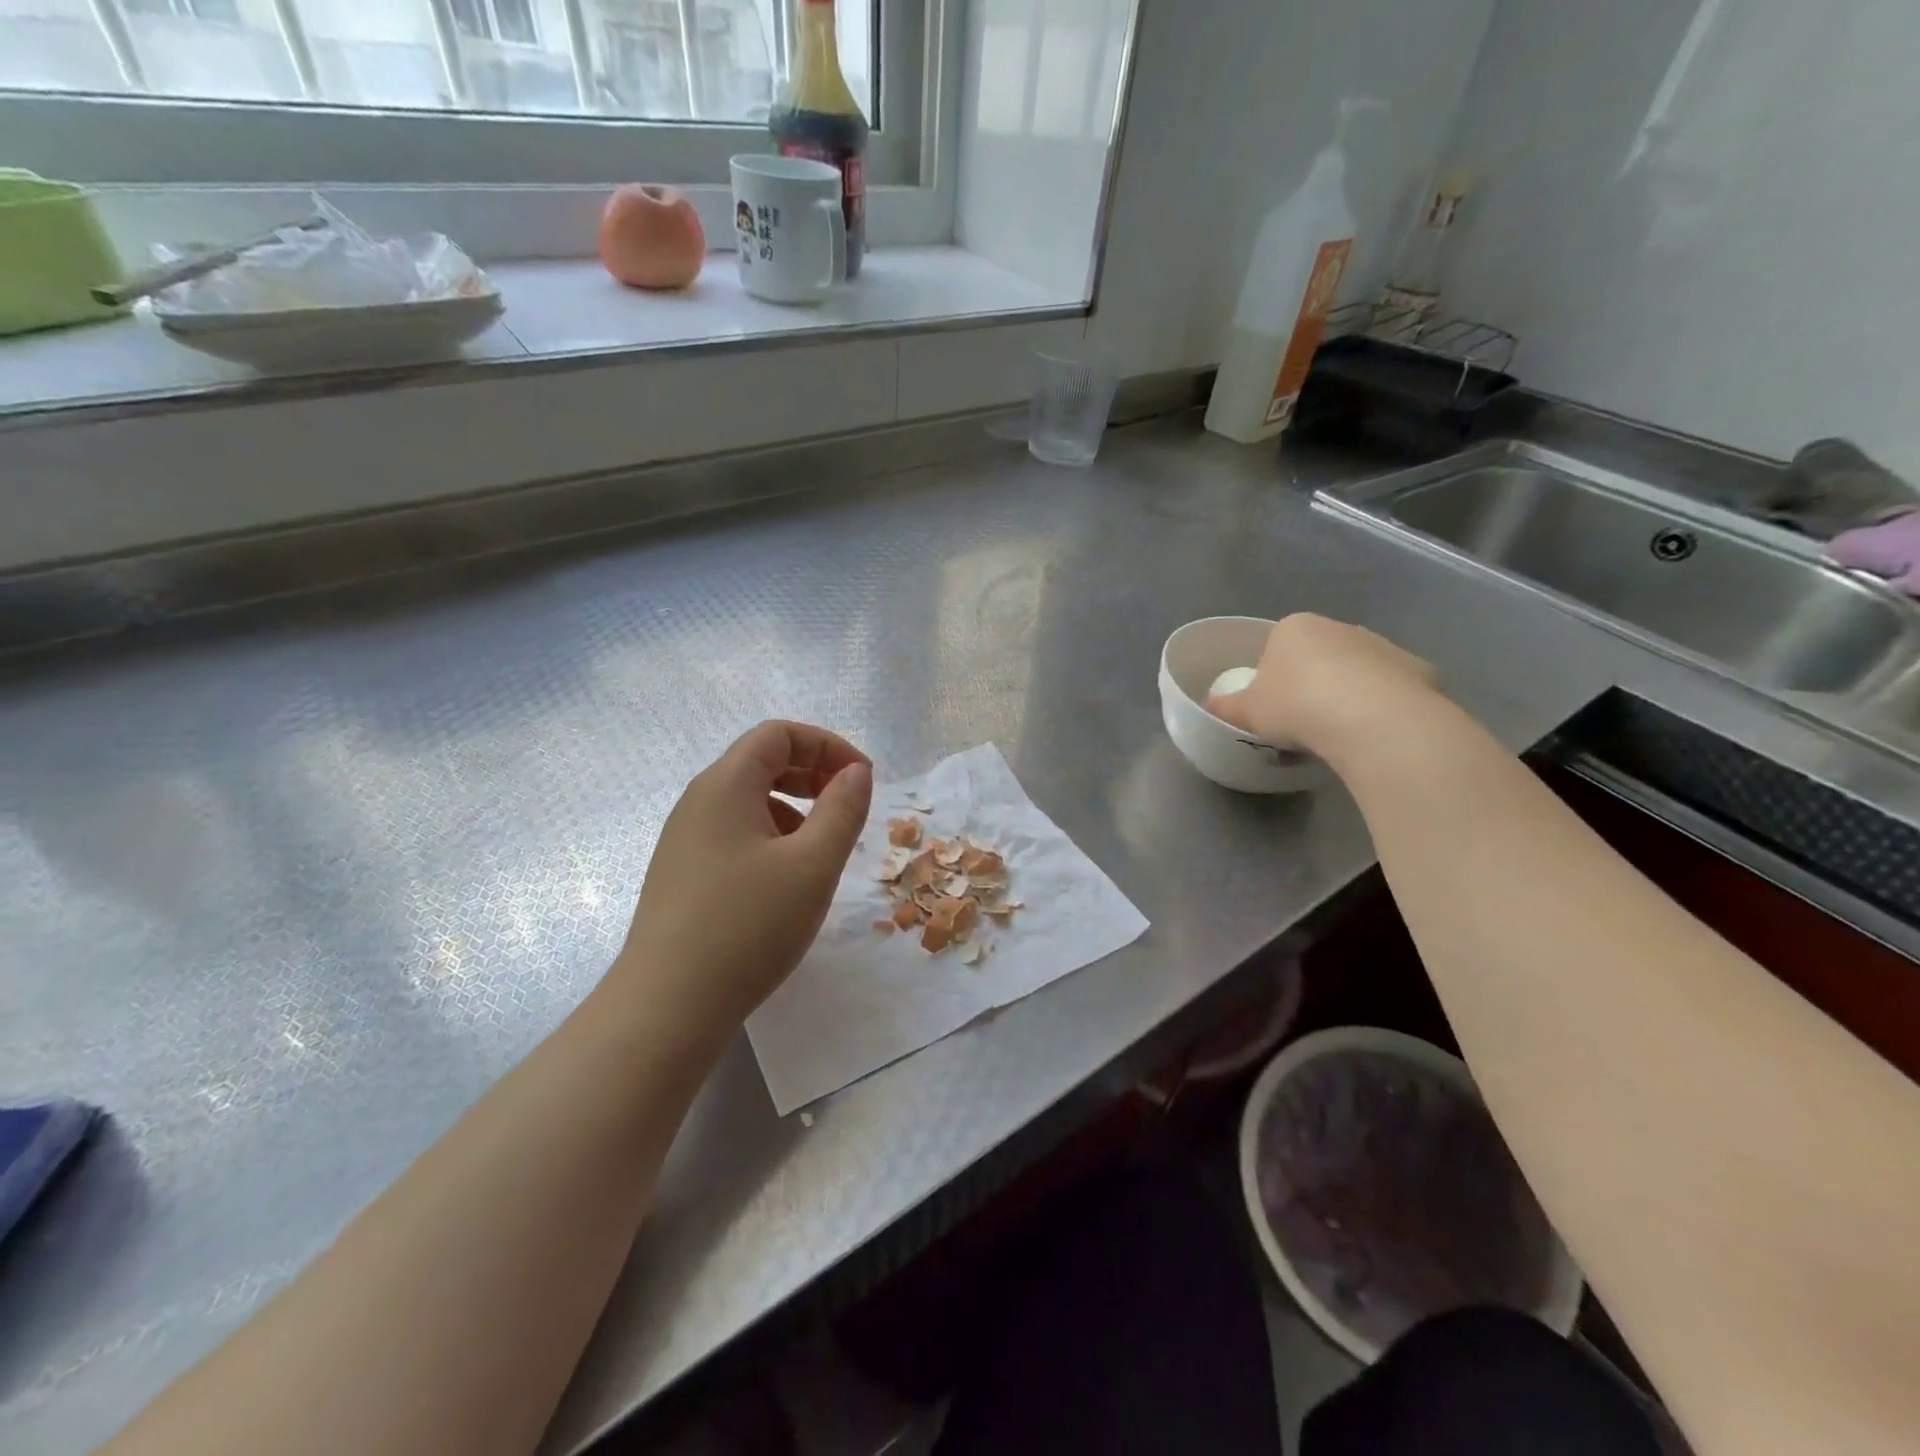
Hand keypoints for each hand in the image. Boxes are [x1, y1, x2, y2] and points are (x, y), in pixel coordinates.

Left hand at [610, 721, 871, 1054]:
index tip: (862, 779)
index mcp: (725, 785)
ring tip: (822, 847)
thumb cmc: (749, 926)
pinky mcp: (683, 873)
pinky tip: (787, 878)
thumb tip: (856, 771)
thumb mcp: (814, 864)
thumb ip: (843, 809)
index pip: (778, 734)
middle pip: (761, 760)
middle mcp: (698, 801)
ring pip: (749, 799)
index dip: (827, 745)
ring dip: (795, 807)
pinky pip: (735, 832)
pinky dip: (772, 836)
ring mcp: (685, 839)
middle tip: (849, 805)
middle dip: (813, 772)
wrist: (667, 1007)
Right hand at [1206, 614, 1439, 760]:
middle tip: (1301, 723)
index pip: (1275, 647)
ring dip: (1346, 695)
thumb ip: (1226, 706)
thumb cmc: (1297, 705)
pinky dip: (1380, 708)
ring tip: (1338, 734)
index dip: (1270, 677)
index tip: (1271, 708)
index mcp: (1294, 628)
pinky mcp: (1418, 670)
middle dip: (1310, 684)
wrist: (1374, 720)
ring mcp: (1382, 646)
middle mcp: (1340, 627)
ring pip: (1355, 672)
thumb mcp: (1247, 711)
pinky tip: (1373, 734)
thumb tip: (1211, 706)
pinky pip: (1389, 691)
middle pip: (1317, 656)